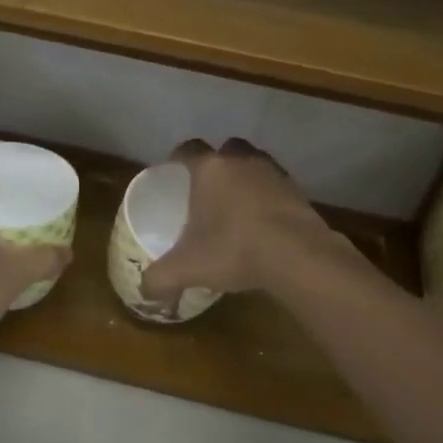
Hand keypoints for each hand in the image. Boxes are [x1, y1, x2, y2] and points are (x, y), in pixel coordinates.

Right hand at [141, 138, 338, 308]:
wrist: (297, 254)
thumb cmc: (233, 249)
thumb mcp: (187, 268)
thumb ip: (160, 279)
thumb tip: (144, 292)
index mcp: (209, 169)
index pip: (188, 149)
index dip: (178, 157)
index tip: (174, 170)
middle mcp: (240, 161)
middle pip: (225, 150)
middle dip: (217, 164)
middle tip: (208, 189)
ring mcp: (273, 173)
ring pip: (254, 164)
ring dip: (245, 178)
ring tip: (237, 205)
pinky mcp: (297, 191)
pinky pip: (276, 186)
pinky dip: (268, 198)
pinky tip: (263, 222)